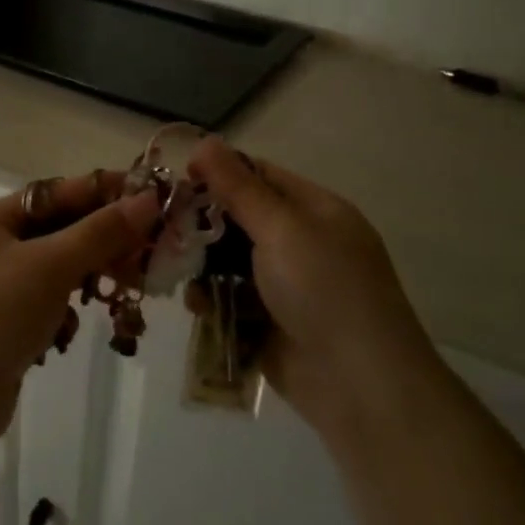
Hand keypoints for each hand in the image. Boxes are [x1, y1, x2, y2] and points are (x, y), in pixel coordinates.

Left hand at [0, 174, 160, 454]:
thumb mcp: (49, 266)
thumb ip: (100, 233)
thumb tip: (149, 200)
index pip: (51, 195)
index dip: (100, 193)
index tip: (148, 196)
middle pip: (54, 234)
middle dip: (99, 243)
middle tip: (148, 249)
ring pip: (53, 273)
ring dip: (87, 279)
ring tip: (124, 289)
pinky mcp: (0, 331)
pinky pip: (43, 308)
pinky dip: (64, 314)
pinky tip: (73, 330)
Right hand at [189, 138, 436, 438]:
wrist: (358, 384)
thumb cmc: (324, 290)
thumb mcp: (282, 229)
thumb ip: (239, 188)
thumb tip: (205, 141)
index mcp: (316, 211)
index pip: (261, 176)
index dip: (219, 172)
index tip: (177, 179)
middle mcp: (302, 243)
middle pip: (240, 220)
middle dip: (204, 224)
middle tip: (166, 228)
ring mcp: (287, 286)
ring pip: (230, 262)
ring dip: (203, 265)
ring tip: (177, 271)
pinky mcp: (269, 323)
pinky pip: (231, 300)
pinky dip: (212, 299)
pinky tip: (198, 306)